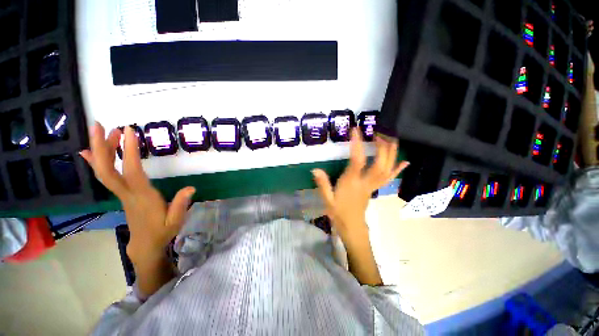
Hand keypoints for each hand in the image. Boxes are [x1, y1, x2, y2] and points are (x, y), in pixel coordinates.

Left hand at [80, 122, 194, 260]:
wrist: (145, 244)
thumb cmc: (162, 231)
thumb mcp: (176, 220)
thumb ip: (181, 204)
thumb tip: (191, 188)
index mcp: (142, 197)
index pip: (132, 172)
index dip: (130, 152)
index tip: (130, 131)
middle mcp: (127, 193)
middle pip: (107, 170)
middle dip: (101, 147)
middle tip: (100, 125)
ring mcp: (121, 193)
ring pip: (104, 171)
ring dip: (101, 150)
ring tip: (107, 131)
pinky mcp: (121, 194)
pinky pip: (106, 176)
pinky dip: (96, 163)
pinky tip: (89, 152)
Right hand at [312, 128, 408, 238]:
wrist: (352, 227)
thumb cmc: (338, 213)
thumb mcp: (327, 199)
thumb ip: (322, 184)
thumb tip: (315, 169)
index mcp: (351, 183)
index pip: (357, 161)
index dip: (357, 144)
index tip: (356, 130)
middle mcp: (365, 182)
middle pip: (379, 164)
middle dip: (381, 147)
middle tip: (378, 132)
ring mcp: (373, 186)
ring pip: (386, 169)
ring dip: (391, 153)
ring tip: (391, 139)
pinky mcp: (375, 189)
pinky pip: (389, 178)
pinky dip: (398, 169)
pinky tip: (405, 161)